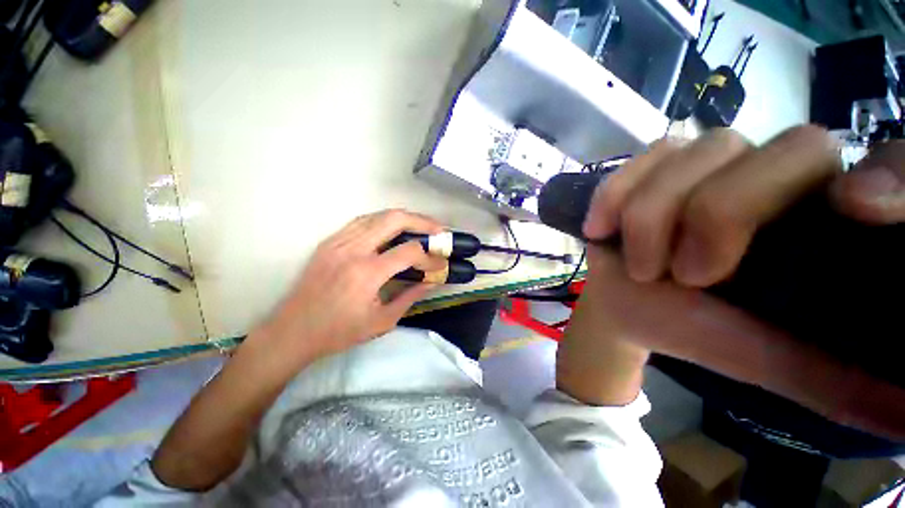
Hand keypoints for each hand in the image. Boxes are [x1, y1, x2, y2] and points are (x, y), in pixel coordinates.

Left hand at [249, 209, 444, 368]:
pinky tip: (393, 229)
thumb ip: (410, 296)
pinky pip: (362, 221)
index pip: (409, 252)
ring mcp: (339, 241)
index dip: (430, 257)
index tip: (440, 265)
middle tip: (438, 230)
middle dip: (422, 222)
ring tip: (421, 226)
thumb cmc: (339, 332)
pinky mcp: (330, 241)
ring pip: (378, 215)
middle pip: (394, 219)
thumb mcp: (382, 321)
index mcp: (367, 273)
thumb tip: (432, 281)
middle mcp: (353, 249)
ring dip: (404, 218)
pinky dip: (383, 221)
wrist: (292, 332)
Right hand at [572, 126, 904, 436]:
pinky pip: (645, 158)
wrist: (625, 302)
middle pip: (787, 150)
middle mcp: (783, 174)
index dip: (893, 176)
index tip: (858, 210)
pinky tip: (601, 228)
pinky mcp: (658, 163)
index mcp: (826, 221)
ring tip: (640, 265)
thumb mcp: (766, 361)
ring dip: (652, 217)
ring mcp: (715, 160)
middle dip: (721, 213)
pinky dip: (616, 194)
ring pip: (701, 153)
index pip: (893, 166)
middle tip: (687, 275)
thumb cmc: (691, 329)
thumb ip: (839, 385)